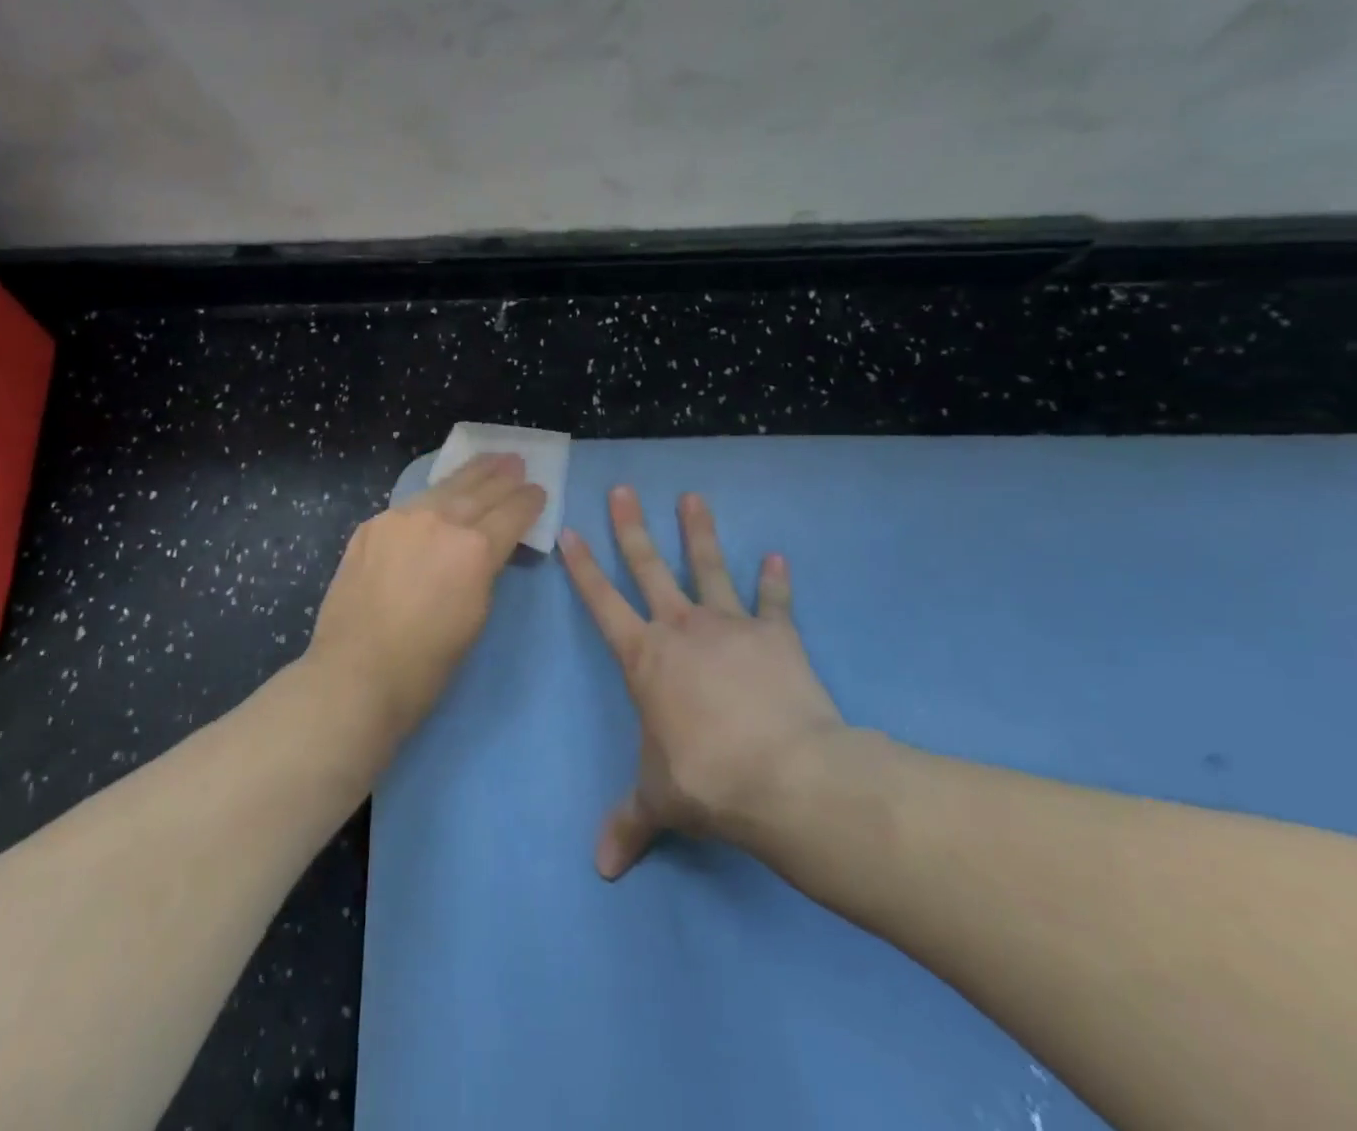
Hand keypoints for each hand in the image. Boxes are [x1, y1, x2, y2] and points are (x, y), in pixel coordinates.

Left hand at [306, 454, 545, 746]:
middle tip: (516, 461)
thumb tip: (485, 552)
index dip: (529, 501)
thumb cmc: (426, 663)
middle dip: (502, 476)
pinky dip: (433, 496)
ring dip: (469, 474)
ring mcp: (401, 519)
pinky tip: (439, 494)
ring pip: (443, 488)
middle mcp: (440, 521)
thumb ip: (485, 572)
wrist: (355, 673)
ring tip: (487, 461)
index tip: (539, 490)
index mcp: (474, 548)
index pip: (512, 513)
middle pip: (479, 491)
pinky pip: (411, 504)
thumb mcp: (476, 616)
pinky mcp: (372, 526)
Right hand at [559, 487, 849, 878]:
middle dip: (632, 528)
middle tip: (623, 489)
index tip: (571, 529)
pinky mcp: (778, 636)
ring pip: (709, 567)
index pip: (602, 602)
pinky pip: (775, 603)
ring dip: (700, 533)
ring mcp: (731, 626)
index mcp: (644, 657)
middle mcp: (681, 629)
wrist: (785, 778)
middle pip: (650, 567)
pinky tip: (779, 557)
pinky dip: (777, 581)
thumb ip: (628, 823)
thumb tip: (601, 869)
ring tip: (693, 497)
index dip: (583, 566)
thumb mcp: (657, 801)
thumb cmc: (705, 779)